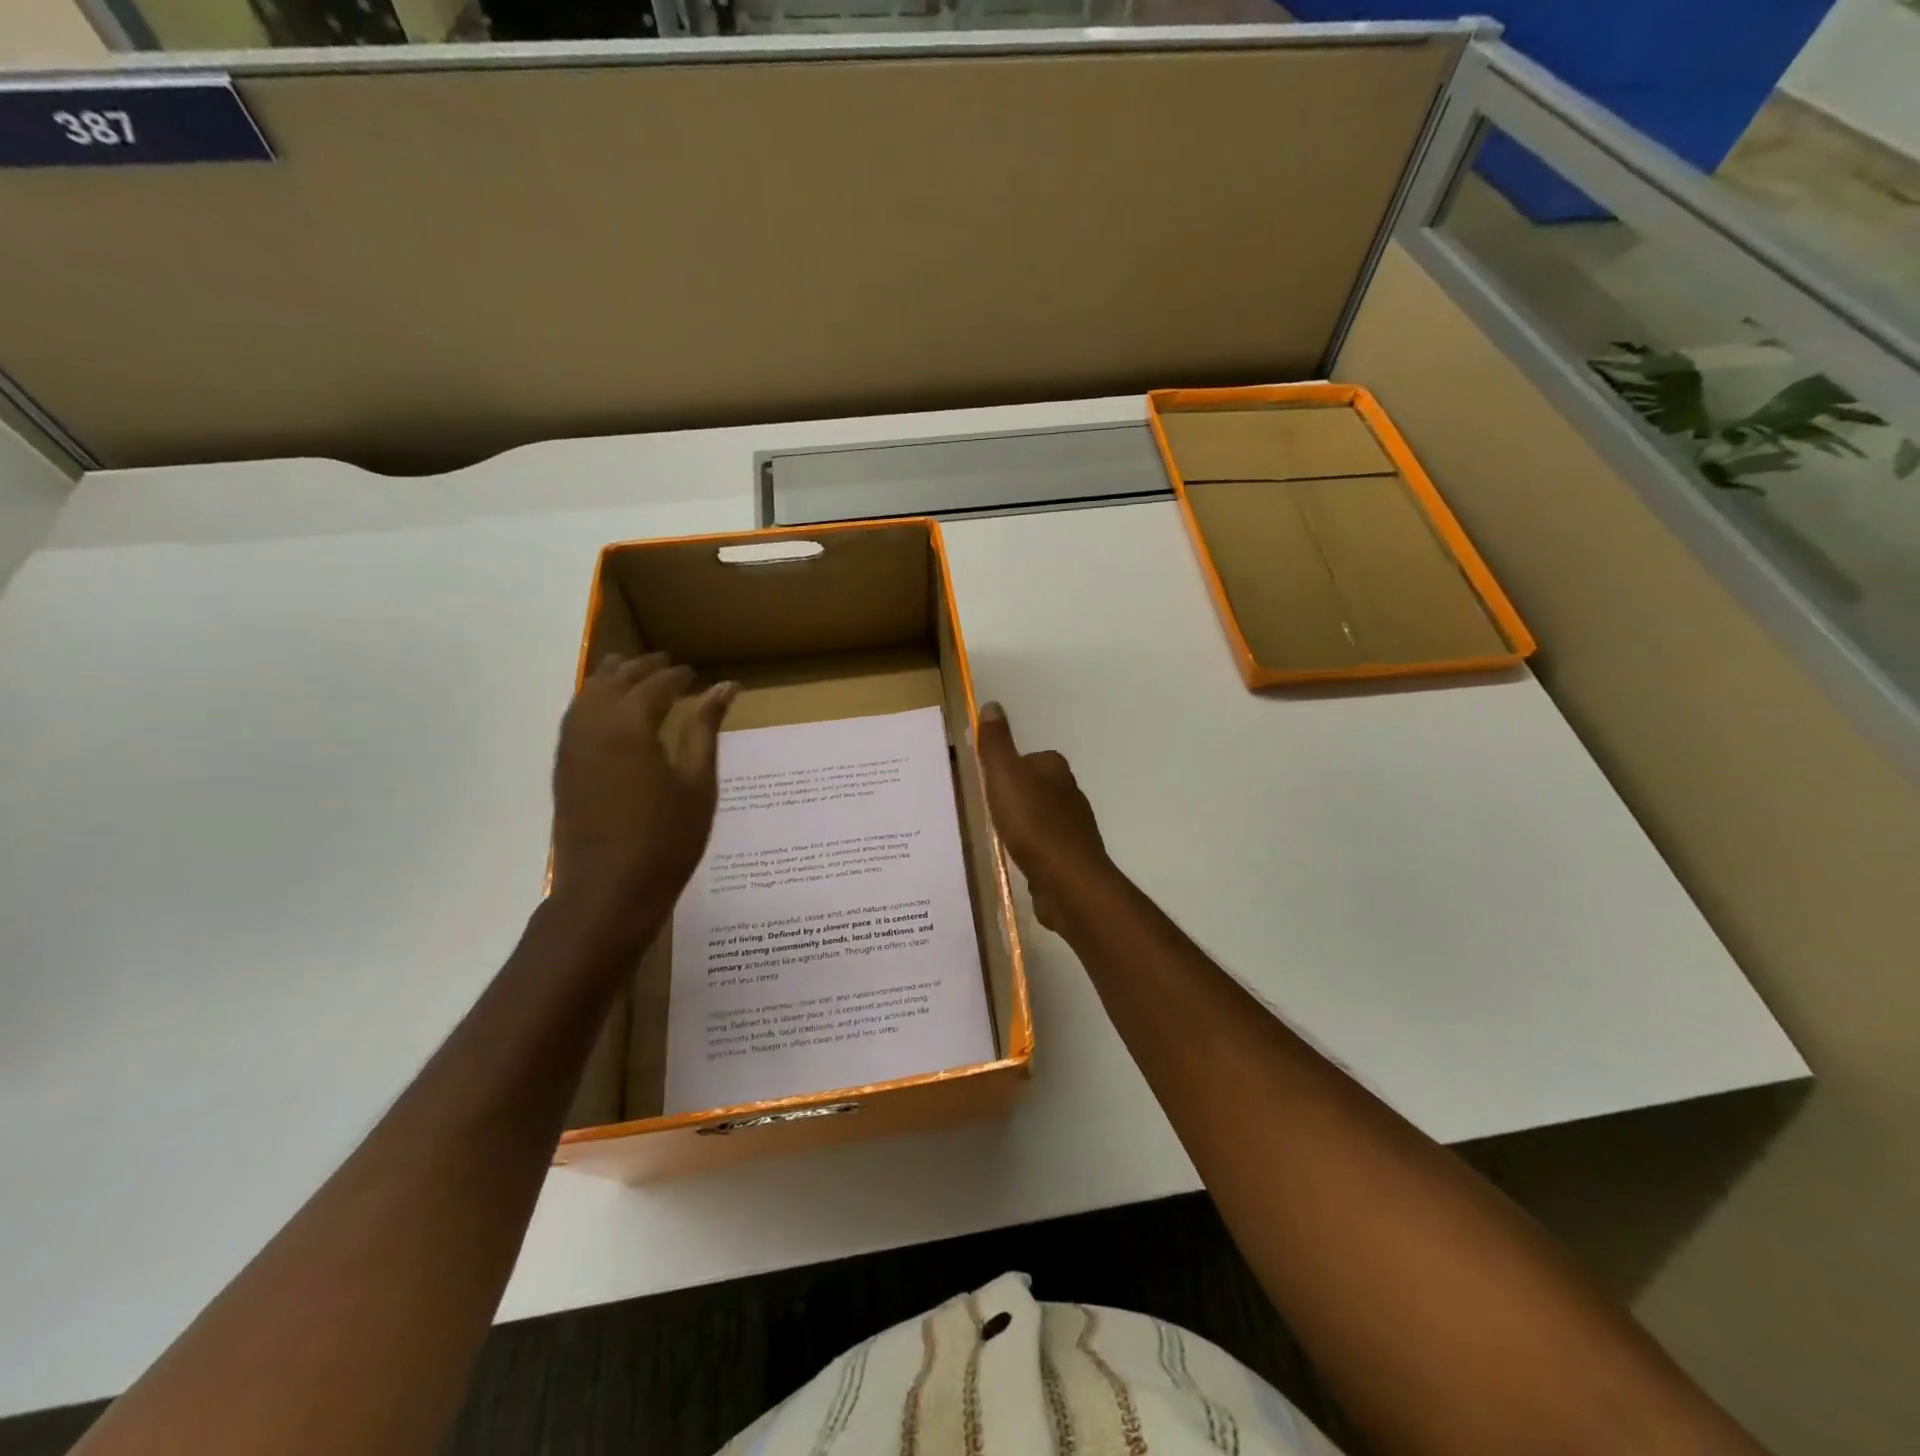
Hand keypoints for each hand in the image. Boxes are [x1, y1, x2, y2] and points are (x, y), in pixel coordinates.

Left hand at [551, 653, 736, 932]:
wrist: (607, 891)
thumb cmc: (666, 840)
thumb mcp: (698, 784)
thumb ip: (705, 730)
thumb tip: (725, 687)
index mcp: (630, 726)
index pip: (655, 685)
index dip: (677, 676)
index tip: (695, 672)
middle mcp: (594, 726)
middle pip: (615, 681)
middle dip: (641, 667)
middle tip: (667, 662)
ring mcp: (572, 748)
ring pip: (586, 695)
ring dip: (611, 678)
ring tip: (631, 670)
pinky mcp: (563, 768)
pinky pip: (574, 717)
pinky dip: (591, 700)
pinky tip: (605, 709)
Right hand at [974, 701, 1112, 932]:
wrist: (1066, 879)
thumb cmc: (1032, 822)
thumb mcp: (1005, 775)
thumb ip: (996, 743)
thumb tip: (993, 705)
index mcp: (1055, 768)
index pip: (1028, 758)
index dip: (1006, 769)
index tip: (986, 784)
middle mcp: (1070, 792)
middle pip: (1035, 786)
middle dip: (1014, 796)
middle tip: (987, 810)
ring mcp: (1074, 826)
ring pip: (1041, 816)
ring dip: (1023, 823)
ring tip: (999, 834)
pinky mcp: (1071, 855)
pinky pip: (1046, 845)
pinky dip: (1032, 847)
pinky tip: (1018, 858)